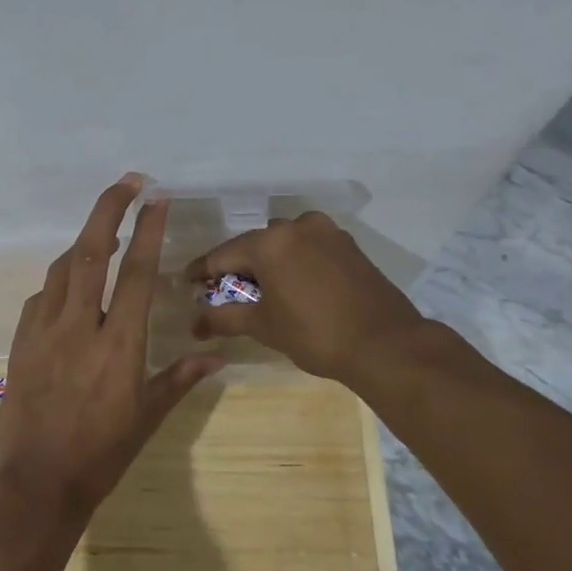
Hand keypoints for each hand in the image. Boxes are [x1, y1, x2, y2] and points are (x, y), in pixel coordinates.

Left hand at [0, 176, 224, 526]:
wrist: (40, 482)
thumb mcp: (148, 416)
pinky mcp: (21, 342)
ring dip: (83, 242)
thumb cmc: (103, 452)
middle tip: (127, 182)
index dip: (147, 230)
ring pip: (61, 269)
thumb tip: (217, 355)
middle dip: (108, 209)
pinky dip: (58, 282)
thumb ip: (181, 377)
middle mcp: (78, 326)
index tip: (157, 198)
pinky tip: (69, 288)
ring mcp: (43, 331)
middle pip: (89, 252)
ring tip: (102, 231)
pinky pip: (41, 297)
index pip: (134, 272)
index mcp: (118, 343)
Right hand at [184, 212, 430, 386]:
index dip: (201, 271)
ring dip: (268, 263)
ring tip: (261, 291)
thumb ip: (224, 318)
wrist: (385, 344)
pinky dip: (294, 262)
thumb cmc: (315, 334)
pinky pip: (308, 248)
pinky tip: (293, 285)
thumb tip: (194, 324)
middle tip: (225, 292)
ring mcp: (327, 232)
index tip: (186, 282)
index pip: (222, 254)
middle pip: (254, 245)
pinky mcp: (348, 244)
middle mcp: (296, 226)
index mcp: (270, 242)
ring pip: (283, 244)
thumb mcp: (264, 326)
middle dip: (237, 267)